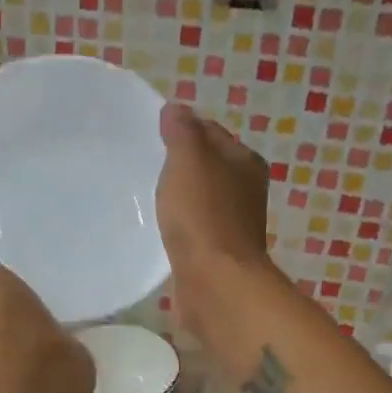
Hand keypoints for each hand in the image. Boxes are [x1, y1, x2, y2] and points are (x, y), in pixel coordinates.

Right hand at [156, 104, 272, 334]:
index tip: (153, 135)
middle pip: (208, 167)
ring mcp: (233, 225)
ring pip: (201, 199)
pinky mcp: (217, 254)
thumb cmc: (203, 215)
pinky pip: (195, 229)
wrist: (214, 282)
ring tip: (149, 195)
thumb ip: (182, 132)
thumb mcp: (188, 161)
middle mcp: (246, 191)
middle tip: (146, 164)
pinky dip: (181, 225)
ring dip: (180, 197)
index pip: (211, 133)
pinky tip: (161, 228)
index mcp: (246, 162)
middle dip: (181, 165)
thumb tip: (177, 109)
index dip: (184, 130)